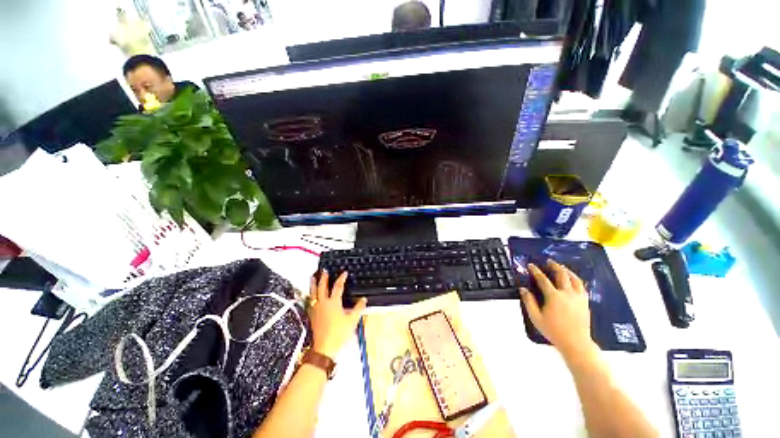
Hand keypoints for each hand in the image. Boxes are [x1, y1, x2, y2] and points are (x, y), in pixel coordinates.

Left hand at [308, 271, 367, 357]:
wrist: (324, 348)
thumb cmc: (339, 333)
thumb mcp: (352, 320)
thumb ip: (358, 308)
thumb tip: (363, 299)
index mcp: (333, 302)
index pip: (338, 287)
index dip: (341, 278)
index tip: (344, 273)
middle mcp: (323, 303)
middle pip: (322, 287)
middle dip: (324, 278)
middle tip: (324, 270)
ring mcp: (316, 309)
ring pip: (313, 293)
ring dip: (313, 284)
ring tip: (312, 277)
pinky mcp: (312, 315)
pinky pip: (310, 301)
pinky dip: (310, 294)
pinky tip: (310, 294)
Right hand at [520, 260, 597, 361]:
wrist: (576, 343)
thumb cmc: (553, 331)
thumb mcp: (536, 317)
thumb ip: (528, 302)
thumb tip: (523, 289)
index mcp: (553, 296)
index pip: (542, 279)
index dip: (535, 271)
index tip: (531, 265)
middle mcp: (567, 294)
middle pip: (561, 275)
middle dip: (554, 266)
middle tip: (549, 261)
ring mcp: (578, 298)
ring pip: (575, 279)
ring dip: (567, 271)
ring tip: (562, 267)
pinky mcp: (585, 303)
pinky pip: (582, 287)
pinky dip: (576, 280)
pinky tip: (574, 280)